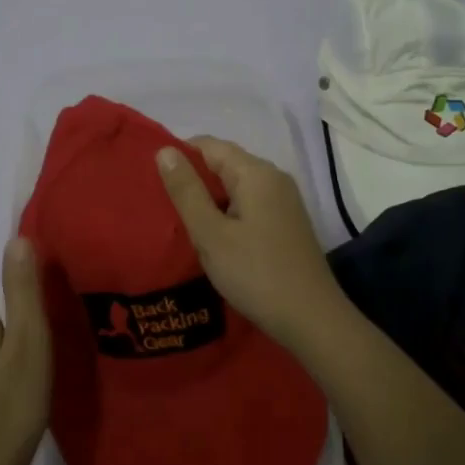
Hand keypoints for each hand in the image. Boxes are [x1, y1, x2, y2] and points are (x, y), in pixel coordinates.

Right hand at [155, 136, 350, 349]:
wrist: (311, 319)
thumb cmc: (256, 273)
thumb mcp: (211, 233)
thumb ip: (186, 191)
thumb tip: (165, 149)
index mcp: (256, 173)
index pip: (210, 145)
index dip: (179, 156)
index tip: (152, 180)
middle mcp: (273, 178)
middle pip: (225, 163)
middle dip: (193, 178)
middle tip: (161, 204)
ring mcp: (284, 201)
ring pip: (236, 186)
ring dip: (209, 199)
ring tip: (179, 221)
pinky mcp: (286, 223)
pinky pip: (249, 204)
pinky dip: (227, 213)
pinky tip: (212, 236)